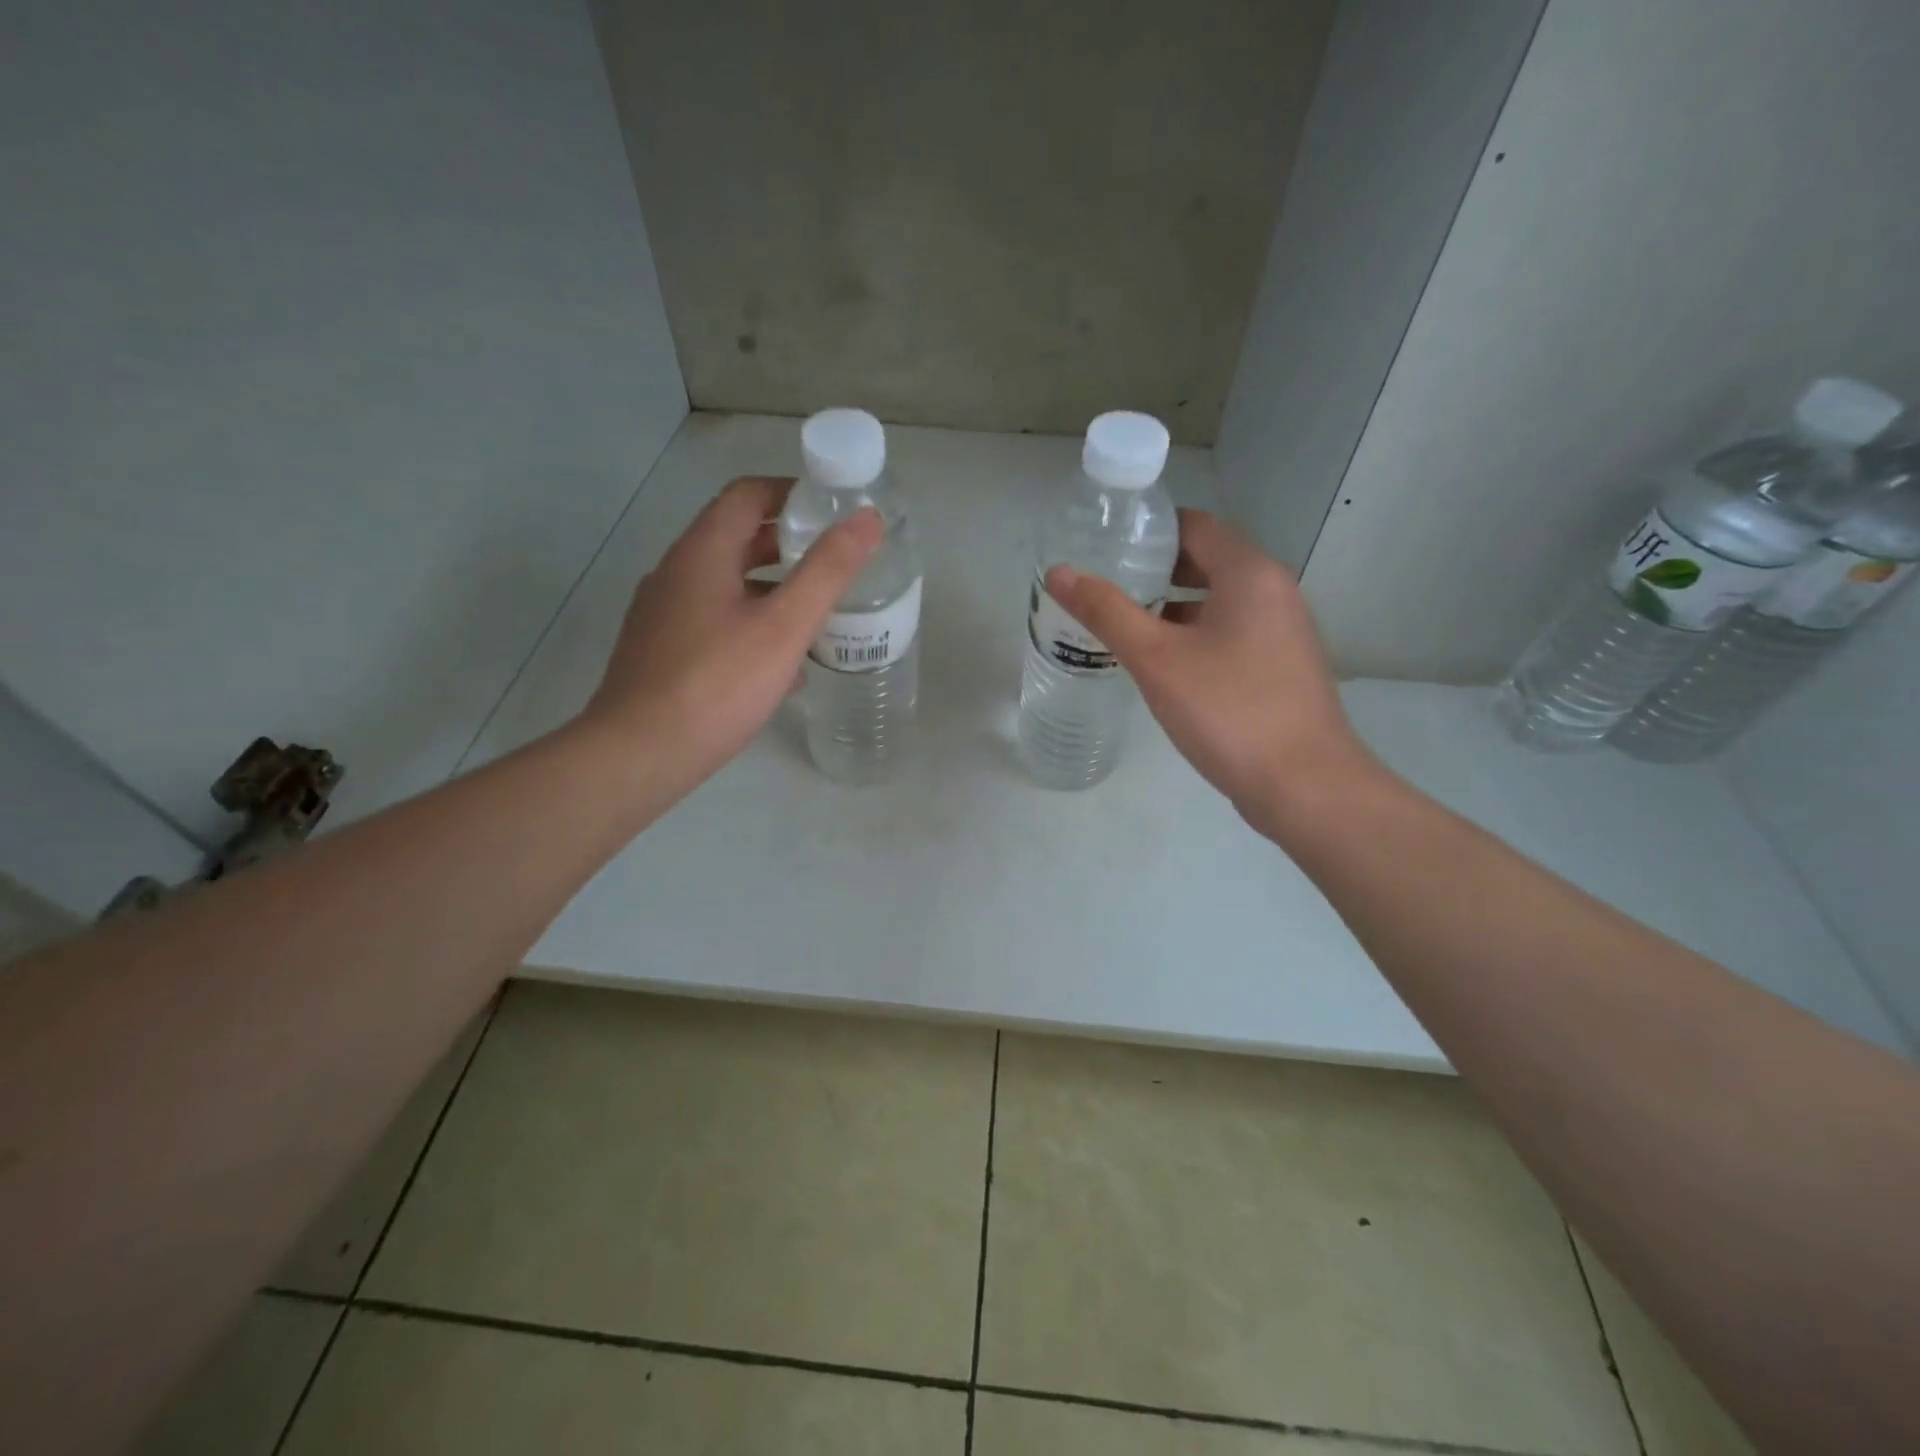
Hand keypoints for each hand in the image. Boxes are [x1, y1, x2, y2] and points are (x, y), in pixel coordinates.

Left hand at [579, 476, 879, 785]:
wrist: (640, 753)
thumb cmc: (718, 683)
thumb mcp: (784, 626)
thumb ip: (828, 570)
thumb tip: (867, 518)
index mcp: (702, 552)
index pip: (748, 494)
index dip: (793, 493)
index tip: (834, 512)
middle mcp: (676, 572)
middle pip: (738, 538)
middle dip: (790, 545)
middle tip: (836, 564)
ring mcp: (664, 613)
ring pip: (728, 584)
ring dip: (773, 590)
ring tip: (818, 616)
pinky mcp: (662, 650)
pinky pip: (715, 621)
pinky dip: (752, 625)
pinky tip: (781, 667)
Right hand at [1044, 510, 1381, 840]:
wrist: (1304, 785)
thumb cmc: (1228, 710)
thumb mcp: (1157, 659)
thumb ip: (1107, 612)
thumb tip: (1058, 572)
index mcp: (1250, 574)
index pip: (1194, 526)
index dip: (1148, 531)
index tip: (1104, 546)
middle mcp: (1274, 591)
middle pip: (1207, 561)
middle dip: (1155, 571)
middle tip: (1104, 586)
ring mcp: (1282, 631)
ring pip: (1218, 601)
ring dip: (1172, 606)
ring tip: (1122, 624)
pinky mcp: (1280, 666)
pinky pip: (1231, 632)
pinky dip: (1194, 634)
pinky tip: (1161, 663)